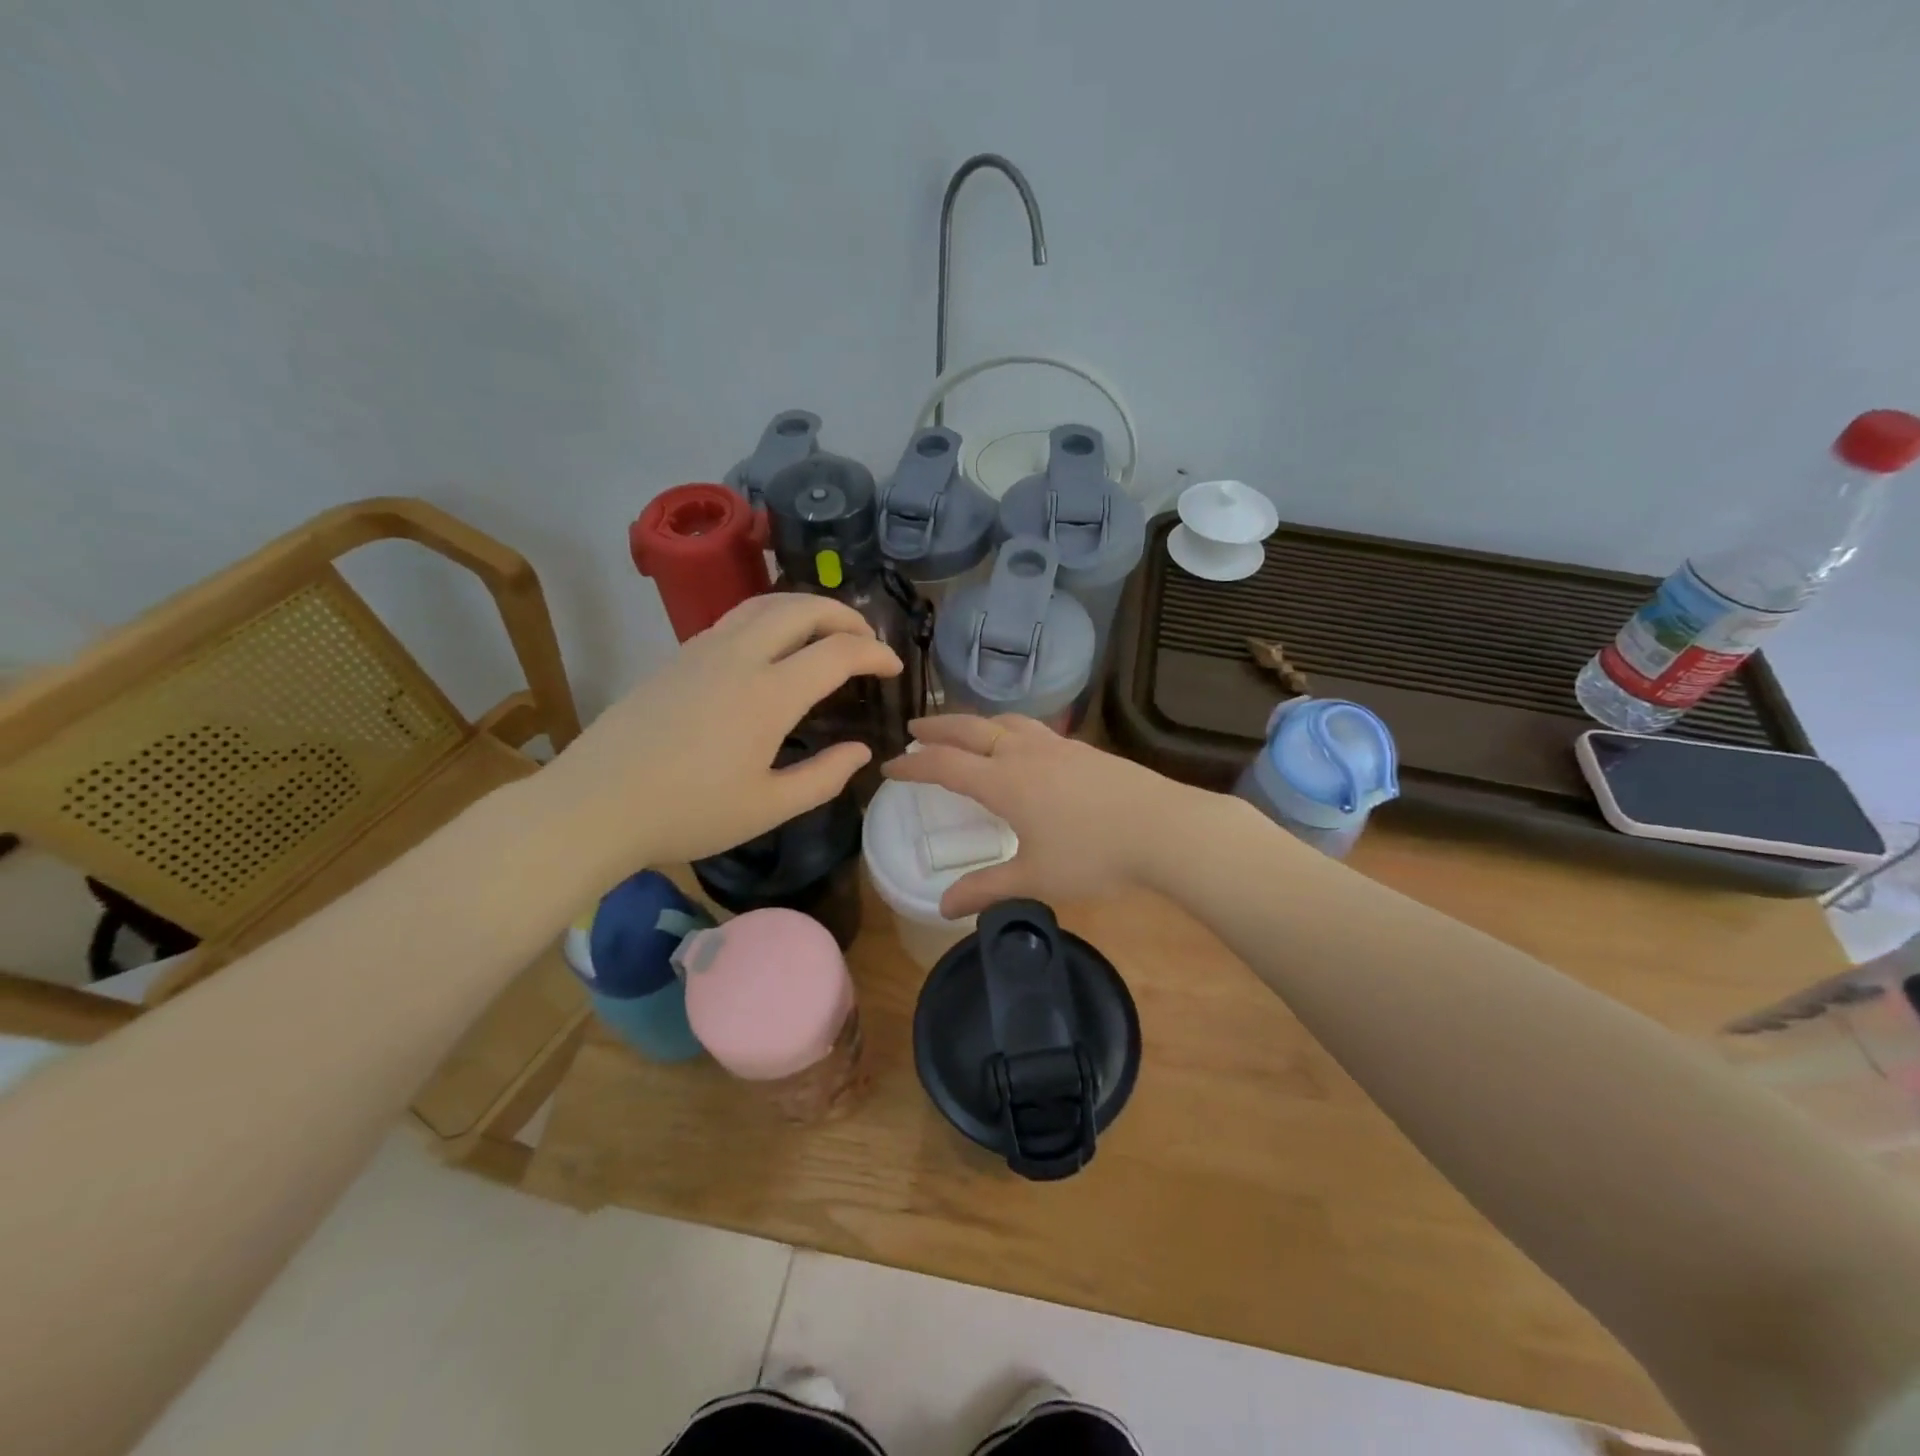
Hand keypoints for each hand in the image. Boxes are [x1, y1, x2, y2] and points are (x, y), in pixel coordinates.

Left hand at [541, 594, 900, 876]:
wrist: (593, 805)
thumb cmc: (687, 814)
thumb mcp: (768, 809)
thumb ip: (824, 778)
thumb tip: (861, 751)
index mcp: (767, 694)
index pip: (837, 652)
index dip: (875, 653)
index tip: (894, 667)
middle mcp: (738, 657)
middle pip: (801, 608)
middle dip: (844, 615)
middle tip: (866, 638)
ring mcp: (701, 651)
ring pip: (764, 604)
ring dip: (805, 608)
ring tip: (825, 630)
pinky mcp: (676, 658)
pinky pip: (735, 619)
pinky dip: (770, 619)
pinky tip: (771, 649)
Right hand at [881, 714, 1212, 916]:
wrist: (1163, 828)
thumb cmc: (1093, 855)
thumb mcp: (1035, 879)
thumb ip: (987, 889)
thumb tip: (943, 907)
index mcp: (1004, 782)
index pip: (944, 765)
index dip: (913, 765)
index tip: (889, 767)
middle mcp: (1024, 754)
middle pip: (970, 730)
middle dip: (937, 728)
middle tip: (914, 728)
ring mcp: (1056, 747)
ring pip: (1005, 722)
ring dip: (975, 722)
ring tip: (965, 729)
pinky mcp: (1083, 749)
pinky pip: (1032, 729)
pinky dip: (1008, 728)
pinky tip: (1020, 743)